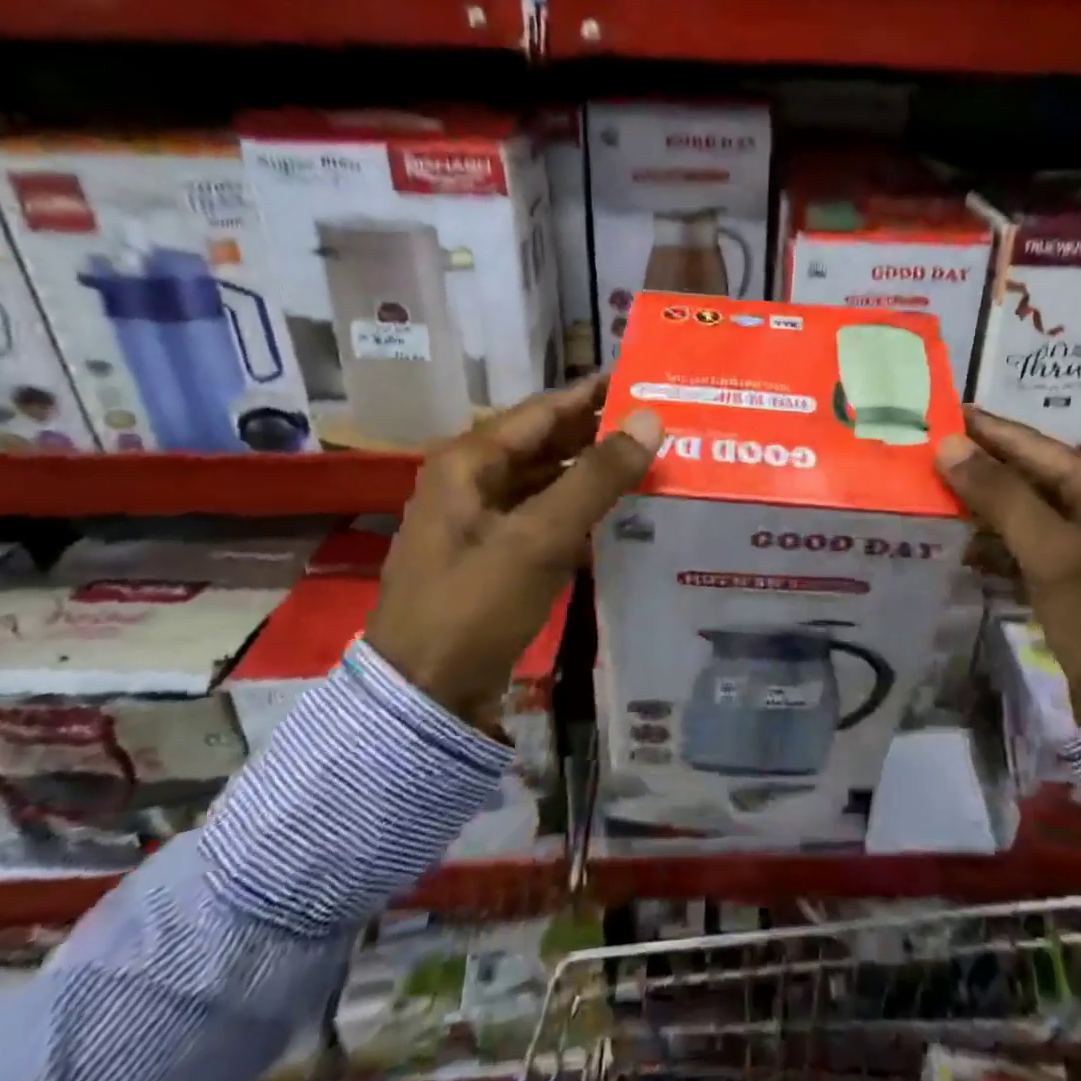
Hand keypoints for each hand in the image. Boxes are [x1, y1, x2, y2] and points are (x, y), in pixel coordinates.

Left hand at [368, 378, 661, 725]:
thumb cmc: (473, 606)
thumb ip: (596, 477)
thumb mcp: (539, 538)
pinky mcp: (494, 554)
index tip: (643, 380)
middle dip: (599, 434)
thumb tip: (650, 420)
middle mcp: (472, 480)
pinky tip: (620, 514)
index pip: (544, 410)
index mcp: (469, 461)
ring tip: (649, 463)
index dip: (594, 394)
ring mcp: (482, 519)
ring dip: (593, 473)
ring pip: (548, 480)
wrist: (422, 699)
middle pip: (546, 443)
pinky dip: (579, 511)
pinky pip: (544, 517)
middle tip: (658, 424)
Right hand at [935, 408, 1080, 724]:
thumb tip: (948, 444)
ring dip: (976, 501)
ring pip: (1019, 508)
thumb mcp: (1054, 554)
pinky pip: (1020, 542)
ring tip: (925, 488)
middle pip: (1024, 473)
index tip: (934, 410)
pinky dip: (989, 538)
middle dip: (974, 463)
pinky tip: (954, 539)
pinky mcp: (1069, 577)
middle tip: (919, 450)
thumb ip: (1002, 496)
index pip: (1031, 444)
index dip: (982, 427)